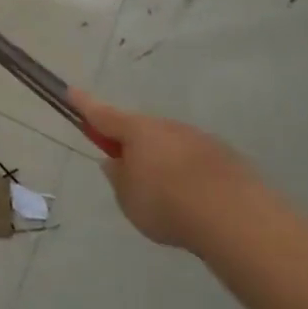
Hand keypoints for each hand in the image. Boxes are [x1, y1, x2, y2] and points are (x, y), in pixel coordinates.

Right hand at [70, 90, 252, 247]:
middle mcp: (166, 127)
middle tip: (130, 174)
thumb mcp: (128, 198)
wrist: (236, 218)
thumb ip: (118, 178)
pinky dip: (191, 176)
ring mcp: (198, 139)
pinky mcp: (227, 158)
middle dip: (133, 145)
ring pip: (171, 146)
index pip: (102, 114)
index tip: (71, 91)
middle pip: (141, 131)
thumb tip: (116, 162)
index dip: (84, 104)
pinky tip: (197, 203)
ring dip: (165, 162)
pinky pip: (197, 163)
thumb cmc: (167, 204)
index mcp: (135, 131)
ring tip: (169, 199)